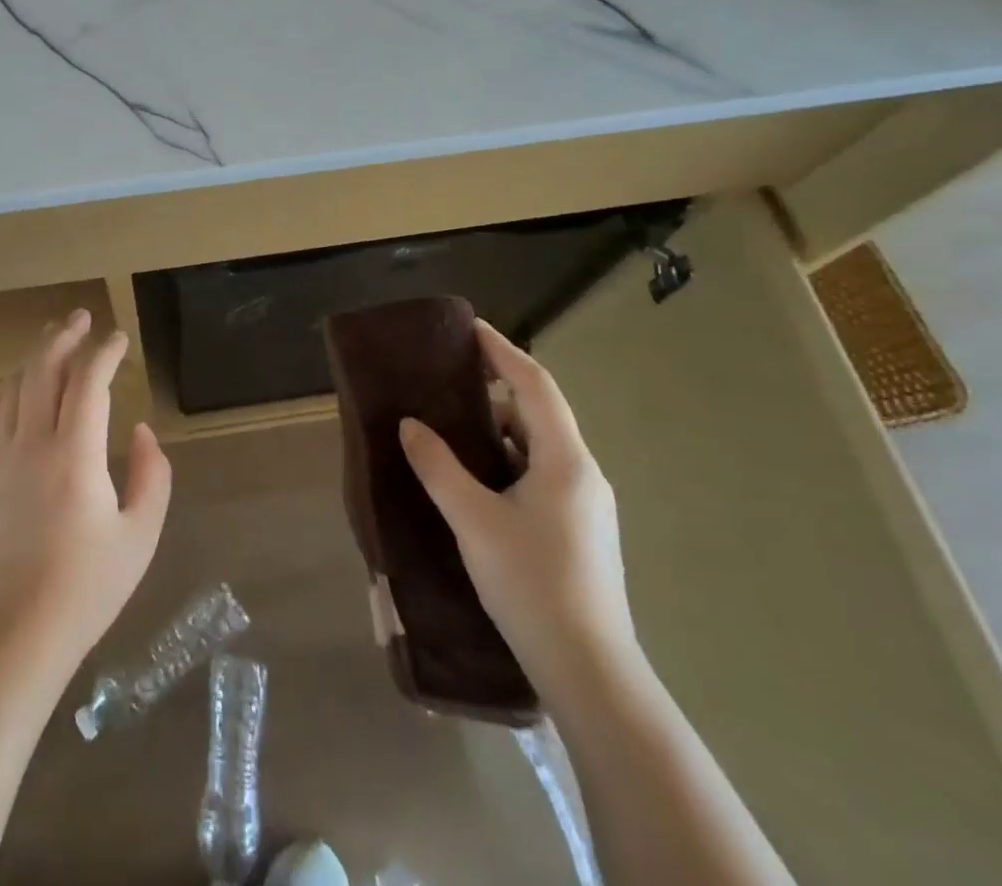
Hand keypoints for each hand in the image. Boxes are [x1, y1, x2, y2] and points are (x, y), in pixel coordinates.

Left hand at [0, 309, 171, 670]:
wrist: (14, 634)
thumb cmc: (86, 588)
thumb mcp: (140, 536)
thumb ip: (151, 476)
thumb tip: (141, 431)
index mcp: (75, 453)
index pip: (88, 381)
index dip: (104, 352)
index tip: (120, 339)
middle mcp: (33, 443)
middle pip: (42, 370)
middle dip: (63, 337)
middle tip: (81, 317)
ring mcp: (3, 458)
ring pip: (13, 387)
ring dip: (33, 356)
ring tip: (50, 338)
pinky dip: (8, 388)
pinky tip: (16, 385)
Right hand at [398, 318, 638, 695]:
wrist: (590, 673)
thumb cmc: (531, 584)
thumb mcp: (474, 520)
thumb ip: (439, 466)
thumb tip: (411, 424)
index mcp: (566, 460)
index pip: (534, 384)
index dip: (502, 351)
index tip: (469, 328)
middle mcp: (583, 474)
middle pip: (539, 413)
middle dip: (496, 390)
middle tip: (449, 380)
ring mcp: (585, 506)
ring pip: (538, 448)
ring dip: (499, 431)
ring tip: (453, 427)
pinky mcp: (579, 532)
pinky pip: (540, 475)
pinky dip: (507, 462)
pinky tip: (476, 480)